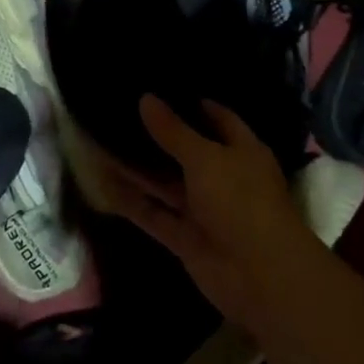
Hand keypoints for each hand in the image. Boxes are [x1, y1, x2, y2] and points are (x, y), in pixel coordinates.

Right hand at [104, 96, 319, 331]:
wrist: (260, 276)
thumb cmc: (241, 201)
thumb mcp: (206, 158)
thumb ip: (174, 130)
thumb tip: (146, 98)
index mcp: (241, 151)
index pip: (218, 119)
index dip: (194, 104)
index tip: (162, 87)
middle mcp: (222, 177)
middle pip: (186, 151)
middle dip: (158, 135)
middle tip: (121, 111)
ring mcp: (203, 209)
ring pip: (165, 183)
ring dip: (138, 167)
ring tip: (102, 141)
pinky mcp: (185, 238)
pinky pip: (154, 214)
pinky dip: (132, 201)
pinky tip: (102, 183)